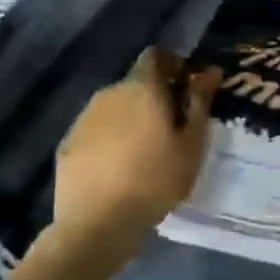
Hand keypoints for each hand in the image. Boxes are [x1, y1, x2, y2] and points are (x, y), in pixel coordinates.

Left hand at [52, 49, 219, 262]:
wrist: (98, 222)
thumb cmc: (157, 179)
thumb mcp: (192, 142)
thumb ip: (200, 102)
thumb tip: (211, 70)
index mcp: (142, 88)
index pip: (156, 56)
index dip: (174, 65)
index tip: (187, 87)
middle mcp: (109, 93)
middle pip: (136, 83)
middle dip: (155, 96)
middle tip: (174, 126)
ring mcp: (84, 118)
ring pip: (115, 107)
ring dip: (132, 118)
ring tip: (147, 150)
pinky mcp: (68, 143)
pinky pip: (97, 130)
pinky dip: (111, 138)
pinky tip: (120, 167)